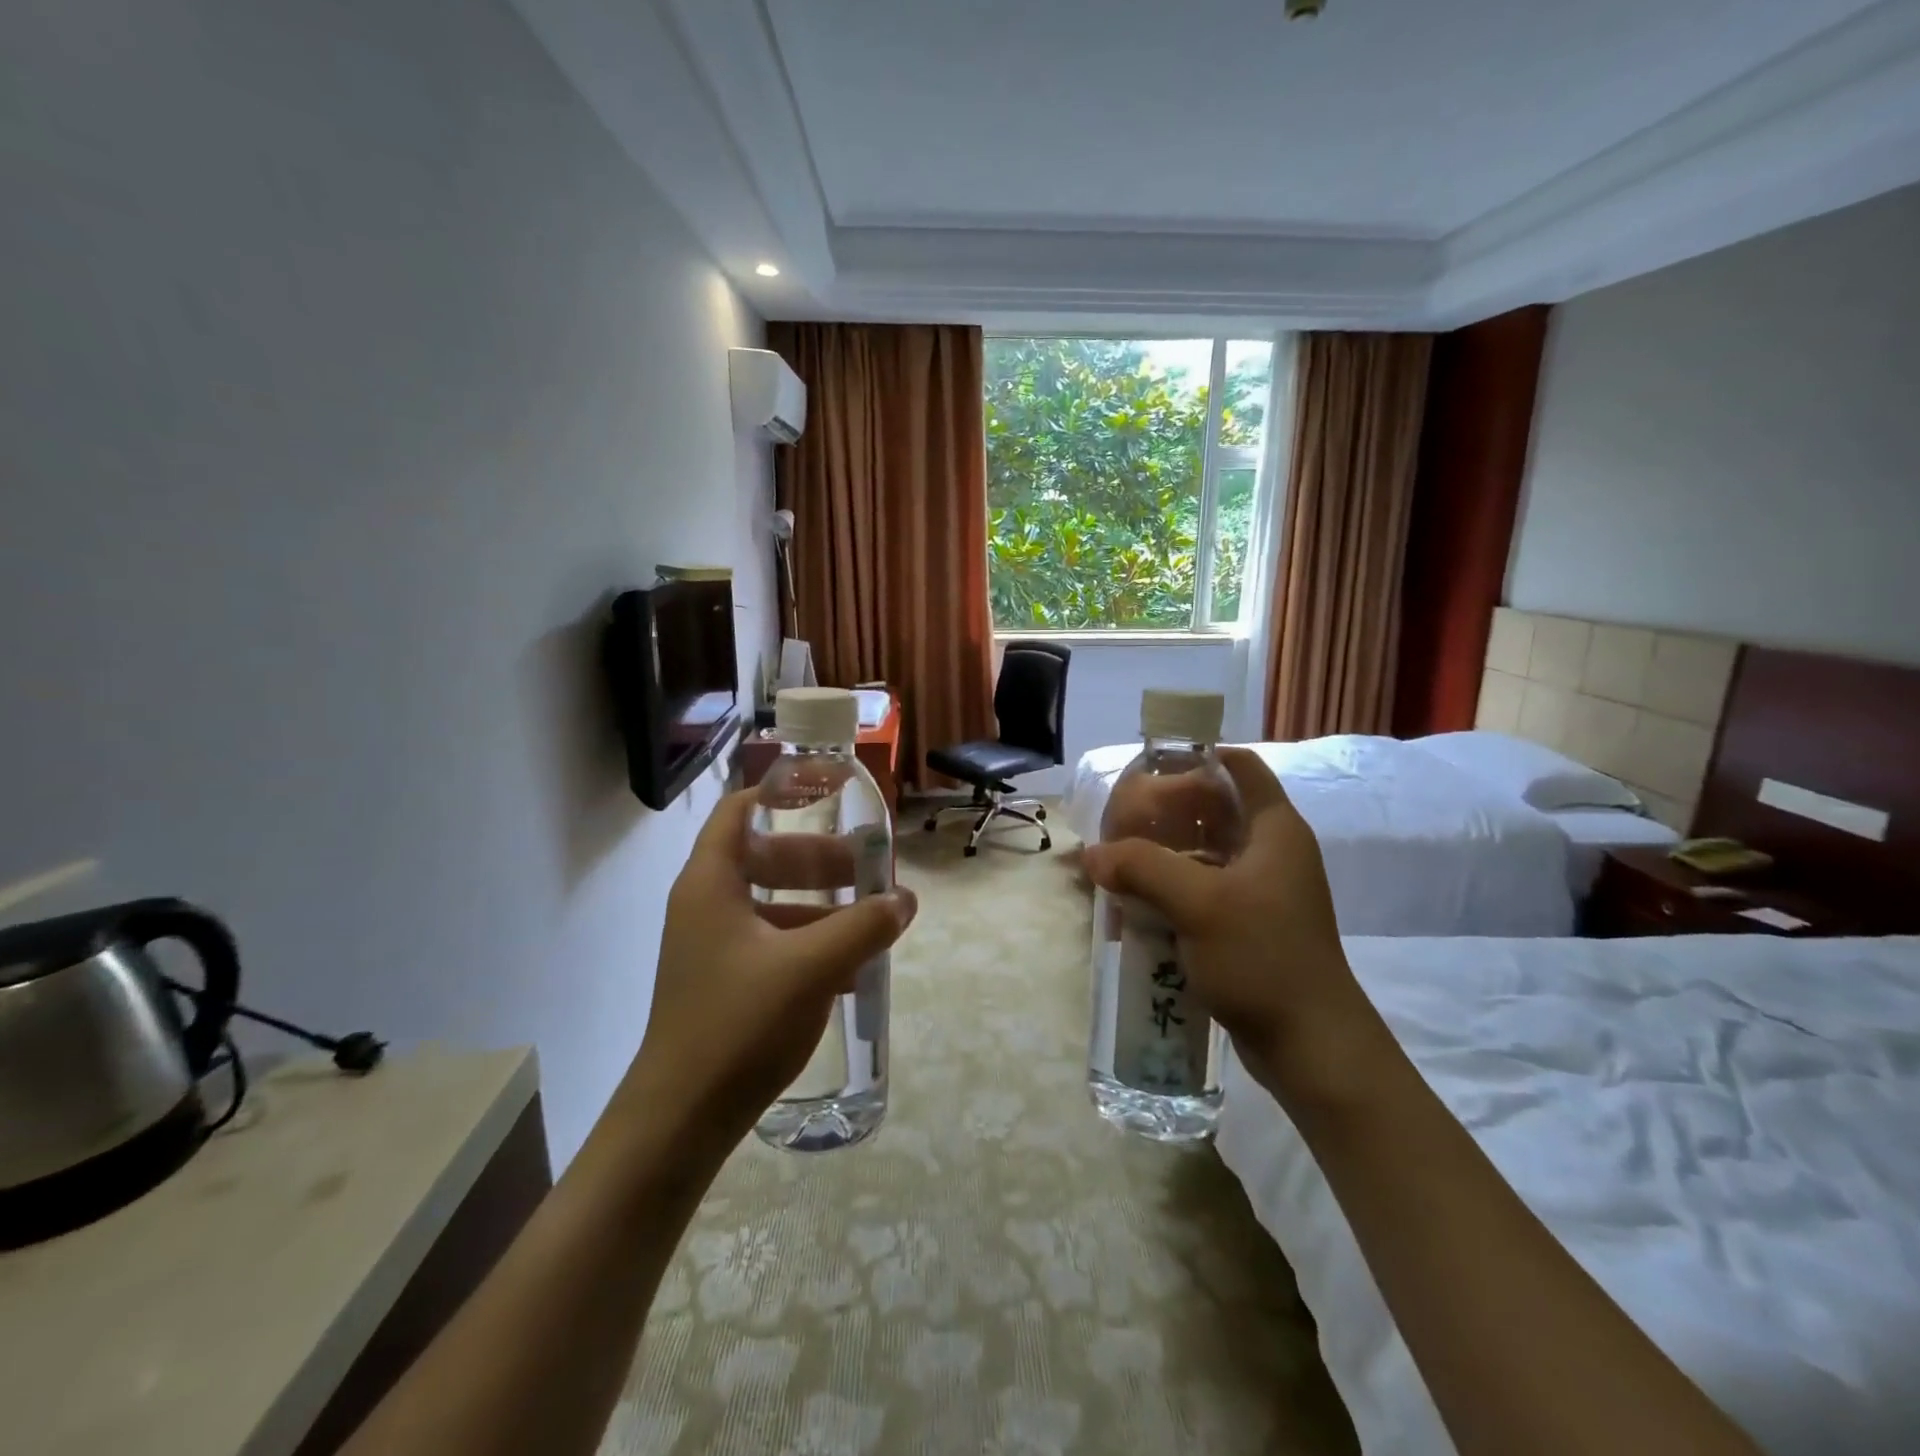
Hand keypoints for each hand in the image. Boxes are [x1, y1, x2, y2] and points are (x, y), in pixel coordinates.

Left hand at [626, 790, 916, 1142]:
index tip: (828, 797)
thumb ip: (863, 926)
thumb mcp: (812, 968)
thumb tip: (905, 898)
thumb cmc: (738, 1025)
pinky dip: (807, 944)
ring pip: (770, 905)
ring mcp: (710, 948)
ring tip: (867, 920)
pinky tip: (848, 971)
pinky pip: (770, 944)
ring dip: (818, 906)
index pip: (738, 812)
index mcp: (711, 884)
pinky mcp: (721, 984)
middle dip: (815, 859)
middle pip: (762, 857)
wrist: (680, 1120)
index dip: (780, 796)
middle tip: (863, 868)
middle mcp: (704, 907)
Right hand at [1083, 748, 1387, 1098]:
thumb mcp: (1197, 903)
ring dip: (1161, 858)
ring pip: (1202, 856)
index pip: (1241, 767)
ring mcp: (1260, 892)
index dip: (1199, 757)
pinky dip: (1169, 893)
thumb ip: (1141, 867)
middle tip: (1119, 820)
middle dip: (1165, 813)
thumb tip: (1092, 854)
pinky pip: (1201, 893)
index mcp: (1274, 830)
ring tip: (1115, 865)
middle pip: (1213, 811)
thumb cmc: (1262, 957)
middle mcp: (1270, 853)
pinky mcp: (1247, 926)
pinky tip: (1133, 908)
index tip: (1152, 768)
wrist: (1310, 1046)